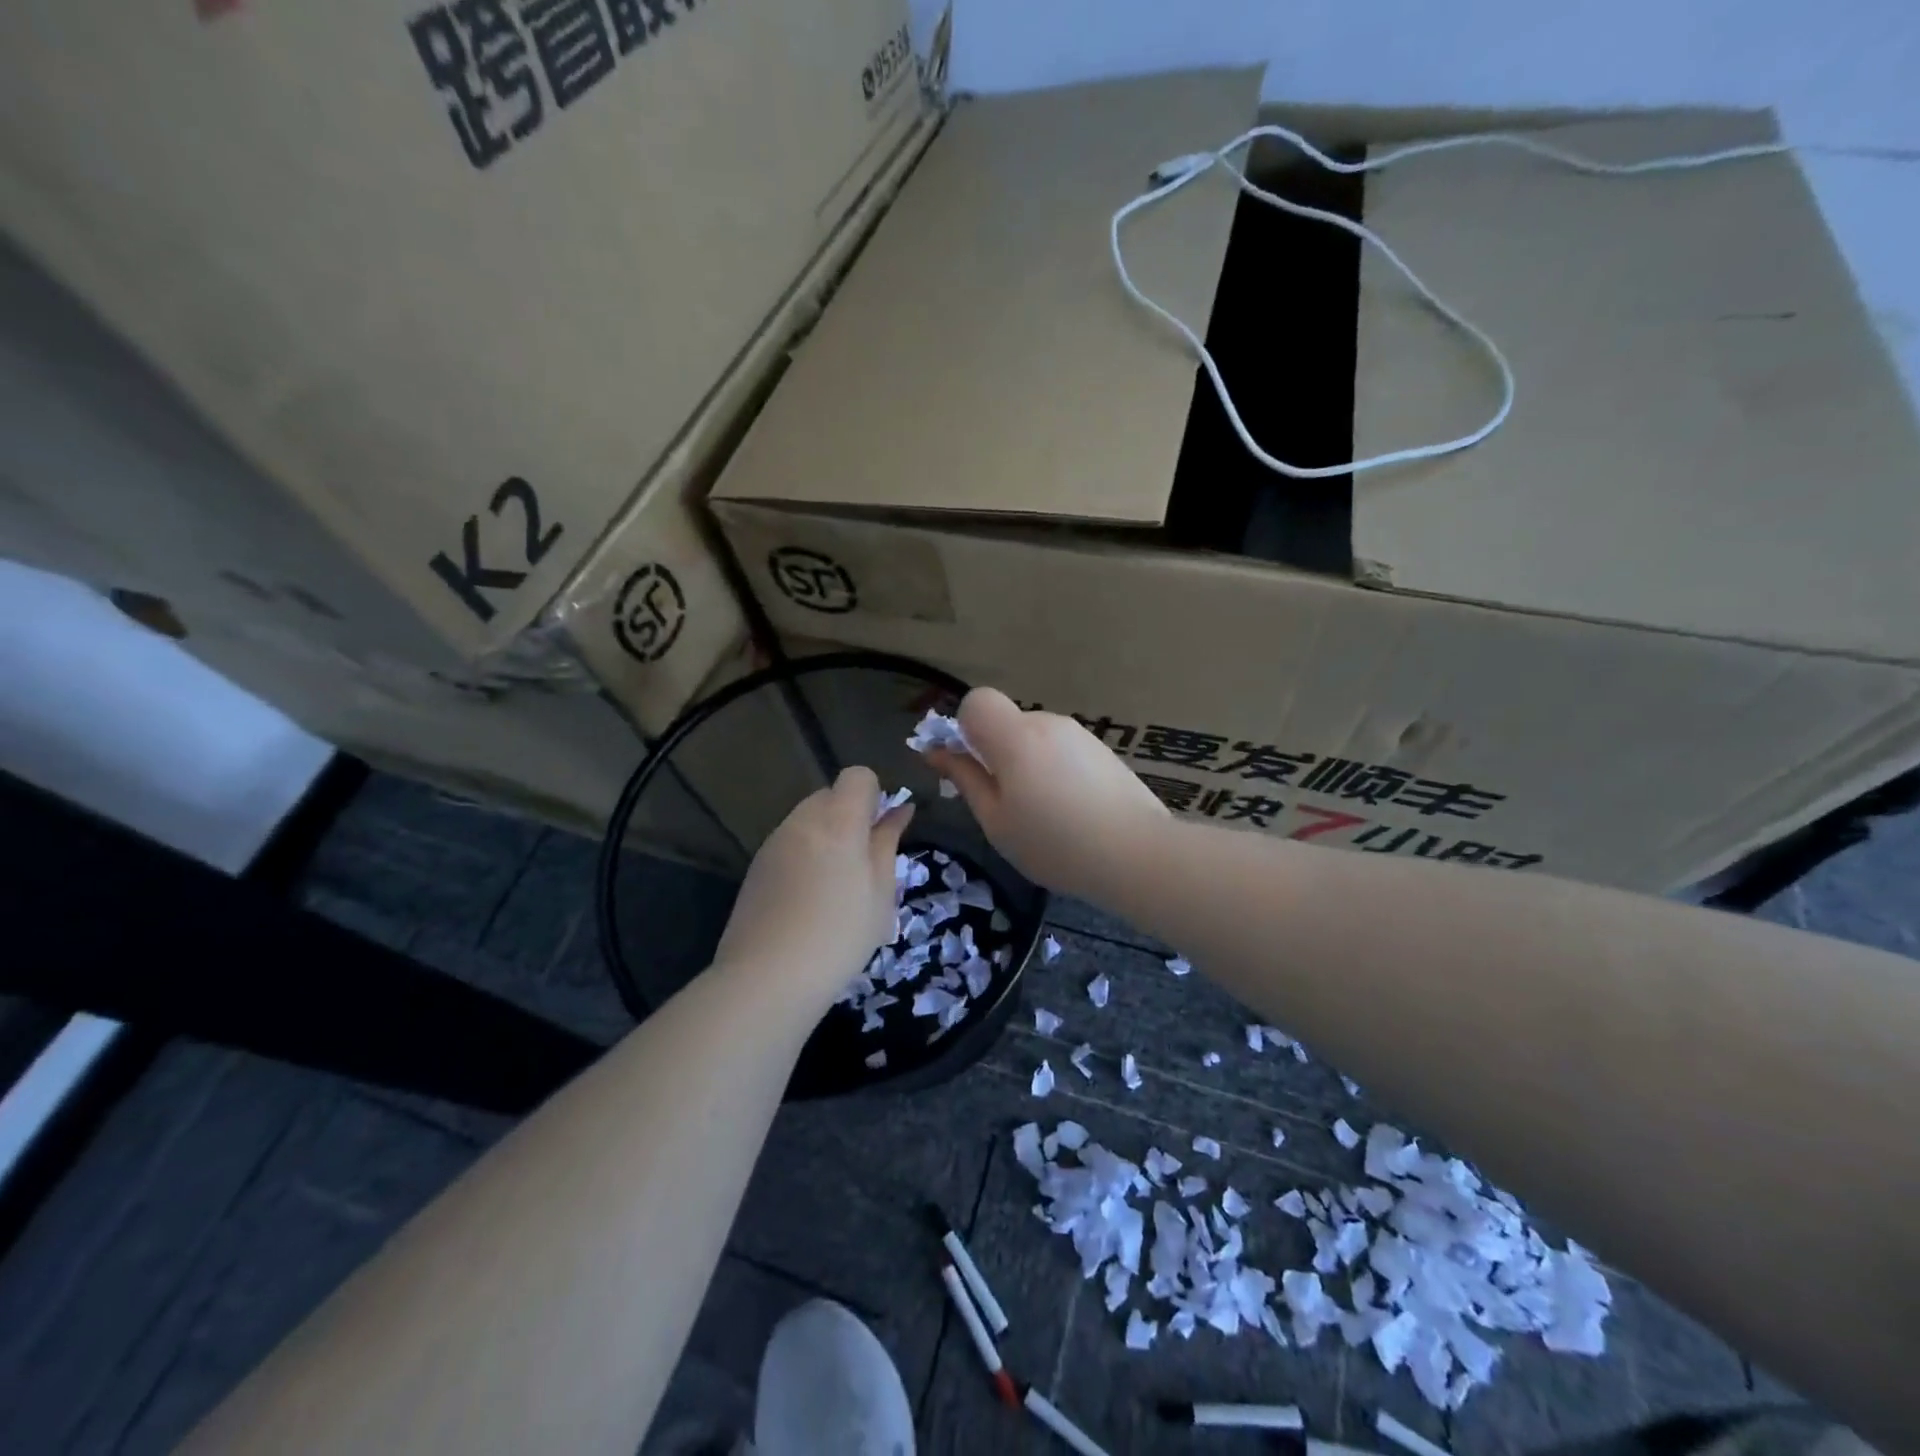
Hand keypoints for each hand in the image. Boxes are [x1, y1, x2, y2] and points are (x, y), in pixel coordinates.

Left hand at [714, 767, 911, 1014]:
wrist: (768, 976)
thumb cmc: (840, 935)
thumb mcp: (881, 893)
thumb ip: (888, 842)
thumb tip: (901, 809)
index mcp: (838, 820)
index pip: (858, 776)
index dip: (875, 795)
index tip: (881, 831)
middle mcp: (802, 819)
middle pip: (831, 795)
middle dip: (850, 816)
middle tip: (863, 863)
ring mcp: (774, 841)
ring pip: (808, 819)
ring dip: (827, 836)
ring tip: (834, 887)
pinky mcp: (757, 865)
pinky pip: (789, 842)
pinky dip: (804, 855)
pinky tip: (807, 900)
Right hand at [928, 688, 1169, 902]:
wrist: (1136, 853)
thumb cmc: (1054, 843)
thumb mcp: (996, 820)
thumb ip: (964, 778)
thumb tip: (934, 751)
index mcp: (1015, 736)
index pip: (977, 701)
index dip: (965, 729)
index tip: (972, 768)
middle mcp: (1048, 723)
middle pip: (1007, 722)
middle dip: (997, 753)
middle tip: (1007, 805)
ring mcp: (1080, 735)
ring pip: (1036, 738)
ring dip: (1028, 764)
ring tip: (1046, 816)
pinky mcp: (1103, 751)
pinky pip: (1062, 751)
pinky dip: (1056, 771)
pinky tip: (1073, 812)